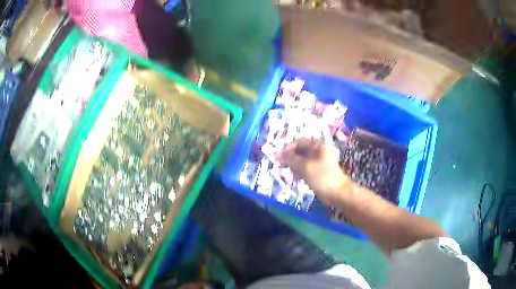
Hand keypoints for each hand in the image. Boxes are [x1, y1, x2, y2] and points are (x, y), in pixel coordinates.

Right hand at [276, 139, 349, 203]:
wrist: (338, 193)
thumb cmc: (322, 177)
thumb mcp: (305, 167)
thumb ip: (291, 159)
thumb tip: (278, 154)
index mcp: (318, 145)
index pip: (299, 142)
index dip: (287, 148)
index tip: (277, 157)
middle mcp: (318, 151)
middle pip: (300, 151)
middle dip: (289, 158)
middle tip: (280, 166)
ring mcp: (319, 161)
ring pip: (301, 160)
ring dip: (293, 166)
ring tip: (289, 174)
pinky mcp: (318, 171)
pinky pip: (305, 168)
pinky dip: (299, 171)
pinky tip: (296, 178)